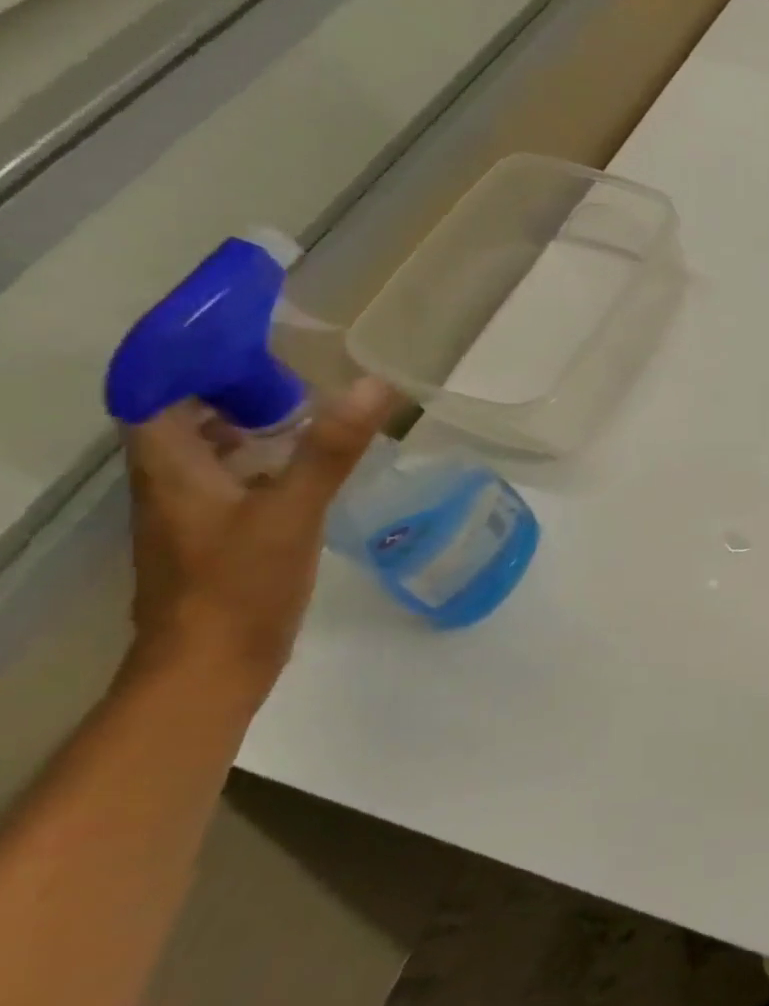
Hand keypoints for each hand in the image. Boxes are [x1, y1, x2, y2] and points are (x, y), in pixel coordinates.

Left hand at [123, 378, 394, 691]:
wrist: (213, 664)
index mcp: (170, 469)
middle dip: (226, 391)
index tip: (245, 341)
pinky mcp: (217, 539)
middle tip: (290, 373)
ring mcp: (191, 515)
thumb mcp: (292, 510)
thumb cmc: (240, 582)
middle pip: (181, 421)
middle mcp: (169, 485)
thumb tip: (374, 385)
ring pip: (207, 453)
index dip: (190, 363)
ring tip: (306, 412)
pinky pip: (231, 482)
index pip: (156, 395)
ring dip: (245, 427)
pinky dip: (262, 463)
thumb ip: (331, 449)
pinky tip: (306, 469)